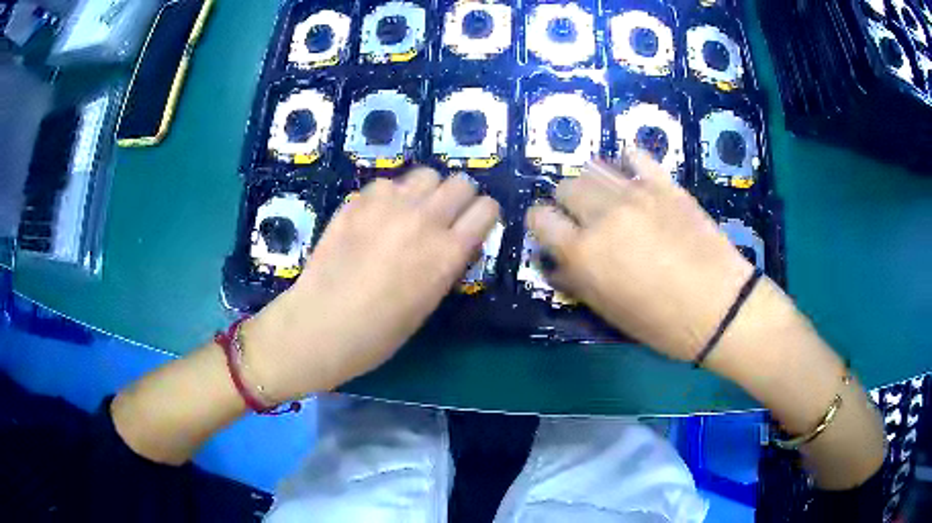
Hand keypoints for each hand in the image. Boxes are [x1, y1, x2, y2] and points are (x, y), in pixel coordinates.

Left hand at [243, 168, 499, 401]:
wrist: (322, 324)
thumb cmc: (379, 332)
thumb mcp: (429, 302)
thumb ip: (447, 263)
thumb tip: (453, 241)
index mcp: (447, 252)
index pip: (487, 209)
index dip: (483, 216)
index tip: (474, 225)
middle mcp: (424, 220)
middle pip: (461, 182)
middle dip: (459, 198)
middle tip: (445, 217)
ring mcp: (388, 205)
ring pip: (426, 174)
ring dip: (426, 191)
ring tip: (412, 211)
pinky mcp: (358, 201)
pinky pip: (388, 184)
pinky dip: (390, 196)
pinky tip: (377, 217)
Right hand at [526, 150, 755, 360]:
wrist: (719, 308)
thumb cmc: (661, 322)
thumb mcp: (609, 311)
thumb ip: (575, 281)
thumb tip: (555, 261)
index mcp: (584, 252)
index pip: (539, 217)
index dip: (541, 224)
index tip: (553, 234)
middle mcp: (603, 215)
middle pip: (565, 186)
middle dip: (566, 203)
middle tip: (584, 220)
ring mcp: (636, 193)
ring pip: (593, 166)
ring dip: (592, 182)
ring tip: (607, 199)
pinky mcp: (664, 184)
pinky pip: (634, 154)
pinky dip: (626, 162)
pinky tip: (632, 179)